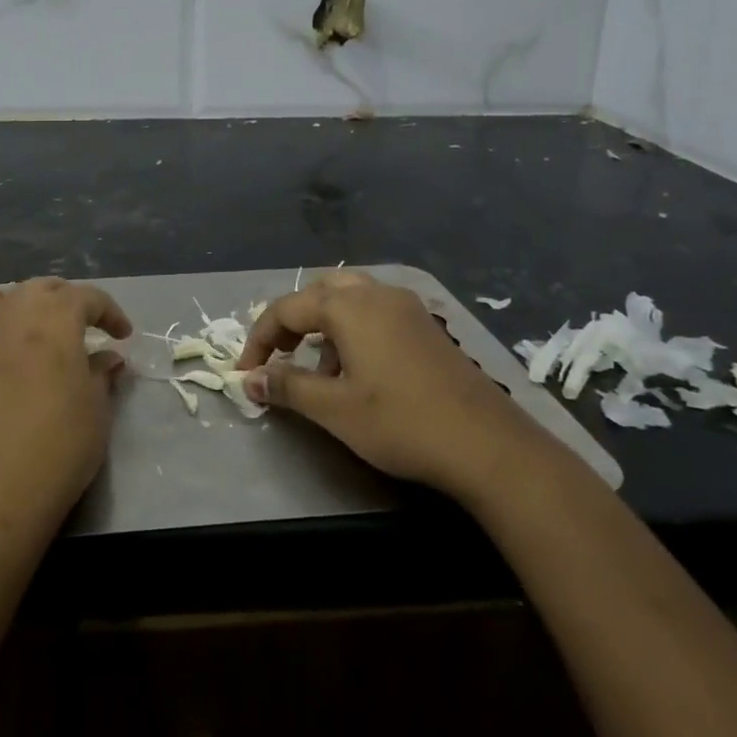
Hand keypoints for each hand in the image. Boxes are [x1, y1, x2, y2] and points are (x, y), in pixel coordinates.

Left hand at [0, 277, 132, 539]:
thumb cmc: (58, 447)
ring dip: (22, 304)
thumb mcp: (96, 410)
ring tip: (35, 329)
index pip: (85, 297)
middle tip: (85, 327)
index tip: (123, 335)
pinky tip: (6, 360)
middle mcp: (11, 316)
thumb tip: (107, 357)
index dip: (109, 312)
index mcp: (52, 320)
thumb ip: (101, 374)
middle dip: (67, 300)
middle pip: (40, 288)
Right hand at [238, 270, 540, 495]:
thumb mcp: (334, 409)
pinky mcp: (428, 326)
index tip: (247, 373)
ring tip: (322, 369)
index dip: (260, 339)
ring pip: (351, 297)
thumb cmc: (402, 423)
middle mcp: (377, 294)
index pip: (287, 309)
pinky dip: (355, 328)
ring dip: (325, 323)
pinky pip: (377, 311)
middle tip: (281, 357)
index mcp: (349, 306)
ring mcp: (408, 307)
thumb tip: (249, 379)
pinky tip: (361, 369)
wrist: (488, 445)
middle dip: (293, 320)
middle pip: (320, 291)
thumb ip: (288, 387)